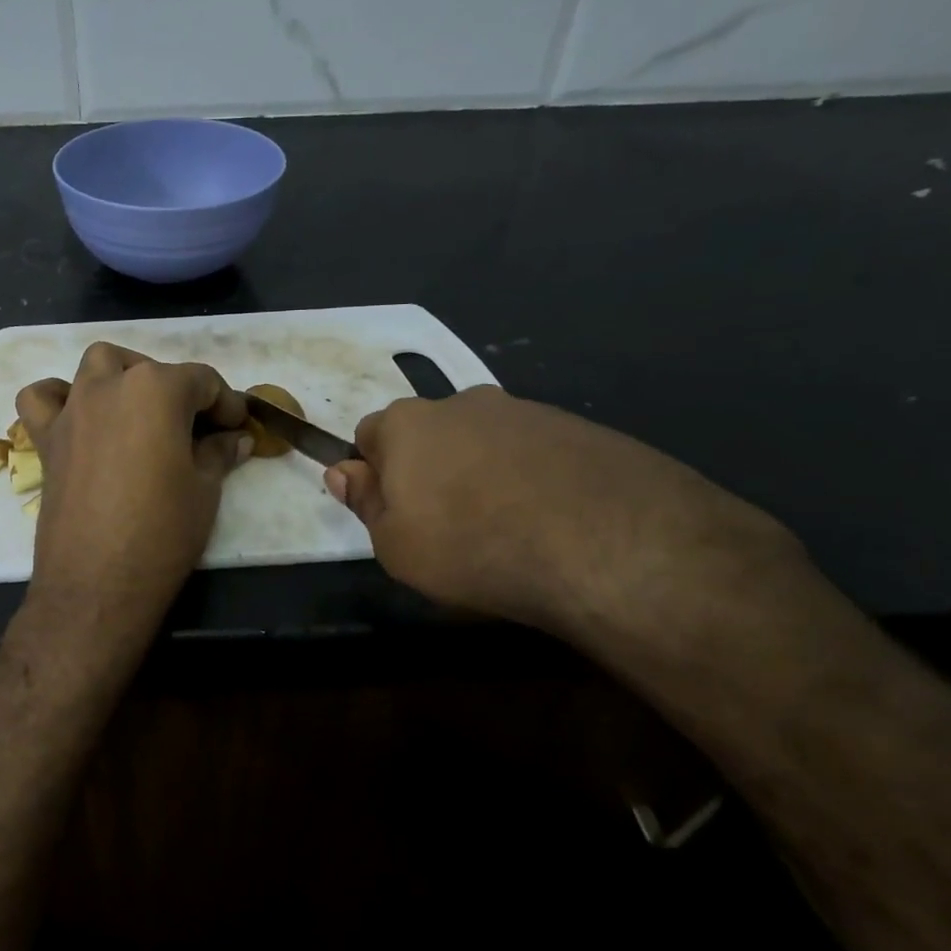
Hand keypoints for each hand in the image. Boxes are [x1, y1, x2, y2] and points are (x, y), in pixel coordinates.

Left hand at [15, 343, 252, 626]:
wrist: (97, 583)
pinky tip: (78, 420)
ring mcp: (72, 410)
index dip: (227, 403)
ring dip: (122, 377)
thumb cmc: (162, 533)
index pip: (202, 381)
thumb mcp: (205, 490)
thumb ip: (219, 453)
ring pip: (96, 366)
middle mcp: (109, 386)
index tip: (238, 427)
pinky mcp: (46, 439)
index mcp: (156, 390)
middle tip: (195, 430)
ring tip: (139, 412)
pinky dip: (58, 398)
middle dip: (178, 390)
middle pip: (150, 370)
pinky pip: (42, 399)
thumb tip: (235, 438)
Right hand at [323, 387, 798, 640]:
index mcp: (407, 425)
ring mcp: (525, 410)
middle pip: (428, 433)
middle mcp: (461, 402)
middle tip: (446, 524)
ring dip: (481, 472)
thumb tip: (342, 471)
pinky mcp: (579, 427)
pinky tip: (550, 520)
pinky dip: (530, 477)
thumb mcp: (396, 546)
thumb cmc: (473, 547)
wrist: (608, 544)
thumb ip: (365, 503)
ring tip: (506, 526)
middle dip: (428, 468)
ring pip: (483, 440)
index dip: (375, 475)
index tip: (393, 513)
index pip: (368, 436)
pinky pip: (534, 451)